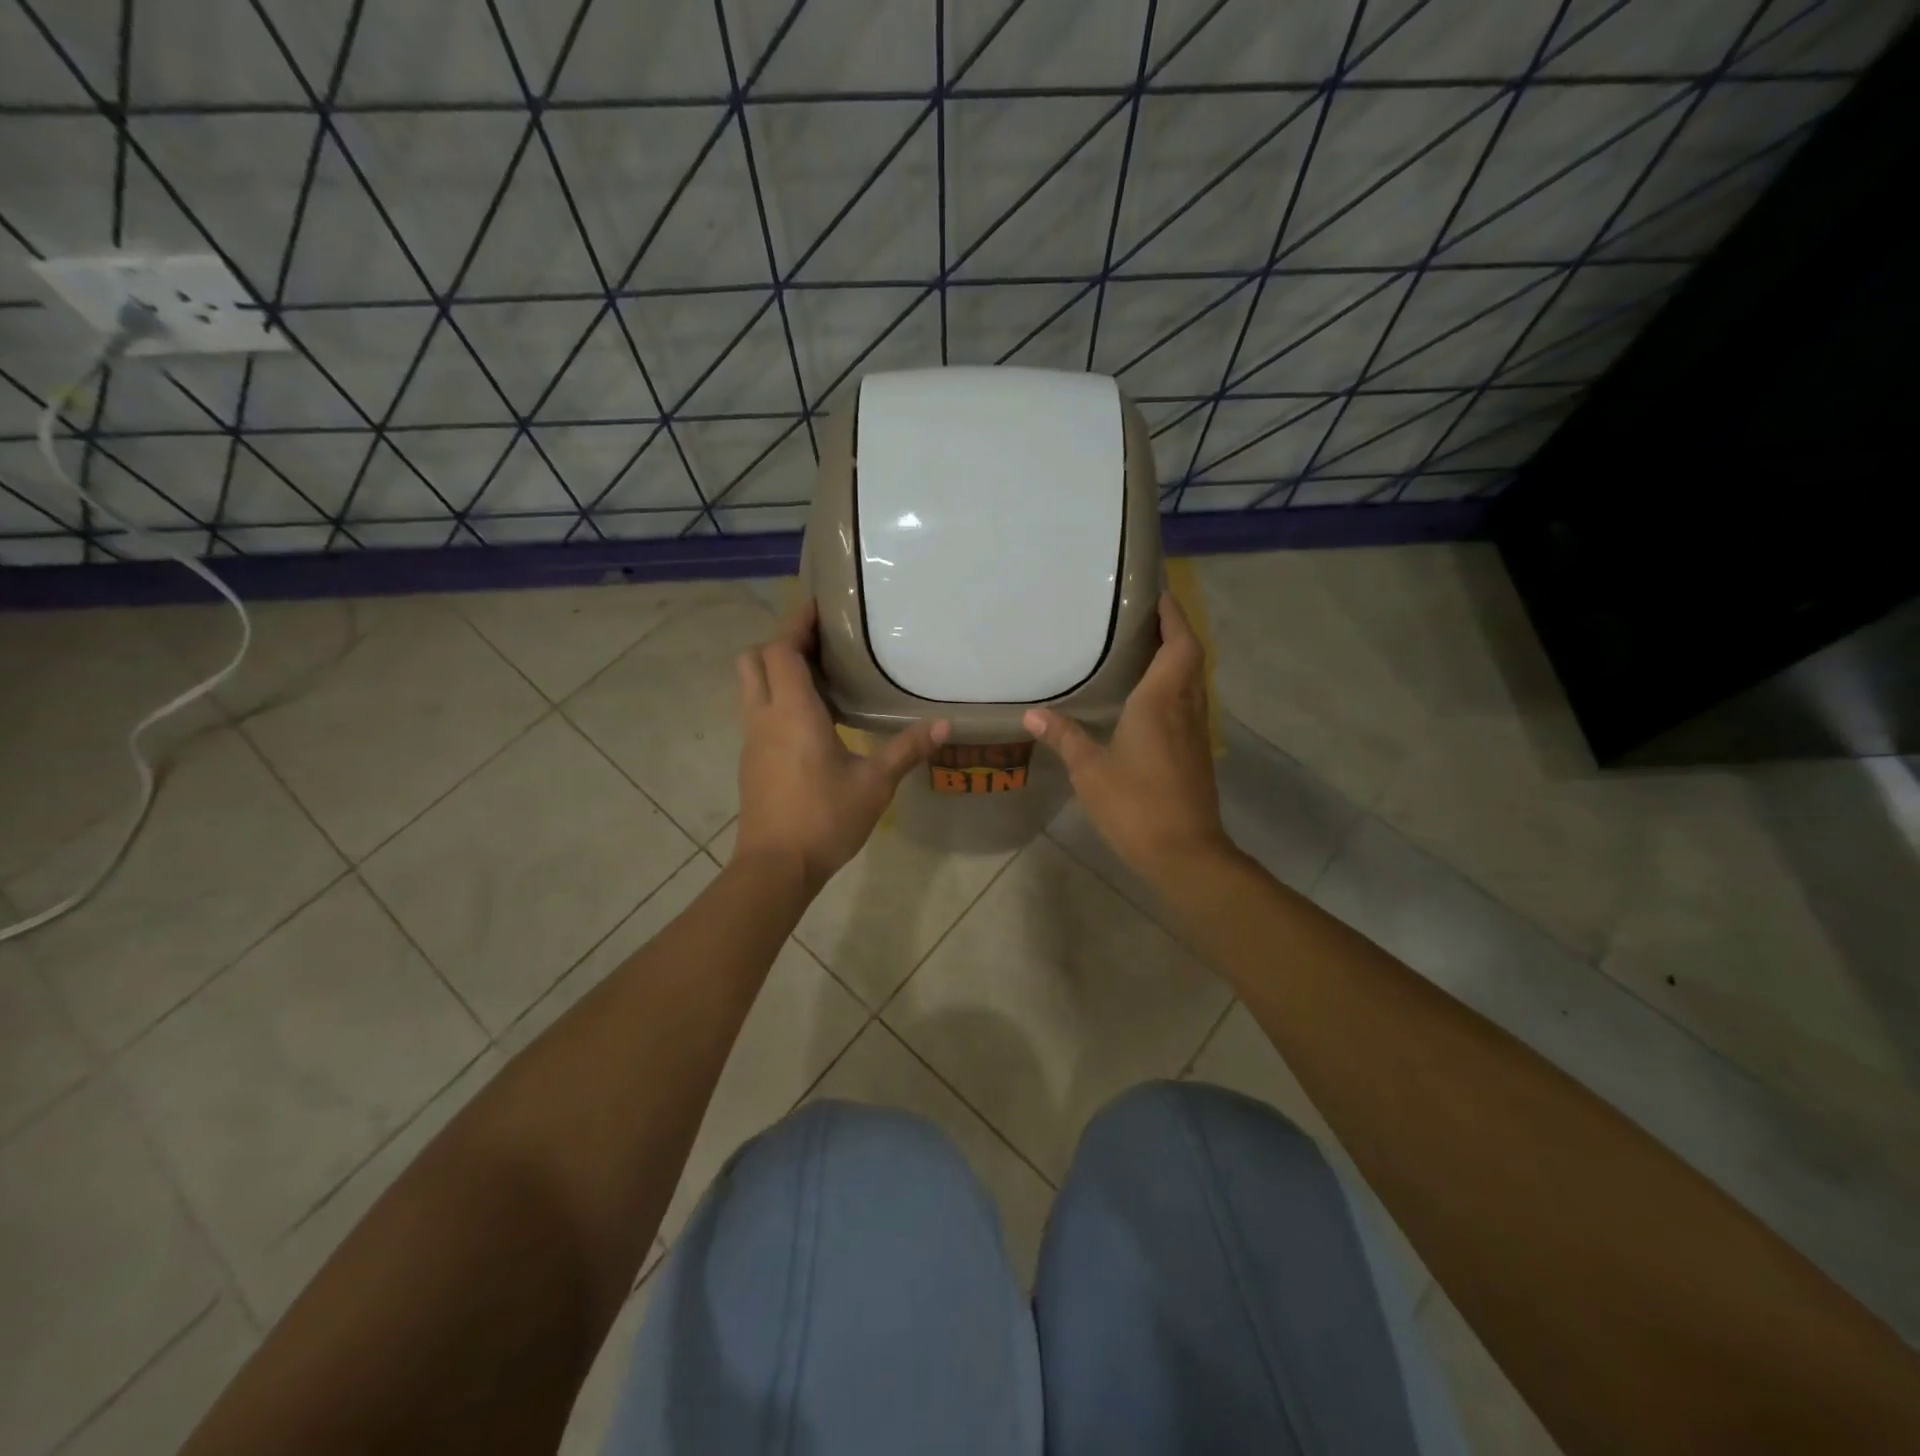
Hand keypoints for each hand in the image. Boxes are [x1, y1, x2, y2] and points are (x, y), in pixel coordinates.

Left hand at [735, 600, 948, 893]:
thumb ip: (906, 750)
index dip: (797, 622)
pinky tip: (810, 718)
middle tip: (819, 641)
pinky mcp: (751, 760)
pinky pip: (757, 711)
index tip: (819, 605)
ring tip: (818, 674)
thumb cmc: (825, 819)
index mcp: (793, 712)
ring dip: (775, 669)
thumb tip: (943, 725)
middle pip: (754, 659)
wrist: (776, 867)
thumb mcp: (874, 784)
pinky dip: (776, 697)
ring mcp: (752, 740)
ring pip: (751, 685)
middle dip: (781, 641)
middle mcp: (764, 717)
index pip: (782, 649)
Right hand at [1025, 592, 1231, 882]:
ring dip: (1176, 659)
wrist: (1185, 853)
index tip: (1157, 594)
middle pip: (1190, 657)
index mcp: (1161, 702)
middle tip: (1142, 617)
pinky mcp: (1196, 754)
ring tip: (1142, 649)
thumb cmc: (1135, 805)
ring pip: (1193, 681)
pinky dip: (1174, 688)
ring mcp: (1195, 733)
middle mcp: (1185, 708)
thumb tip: (1032, 714)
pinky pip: (1189, 705)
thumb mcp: (1089, 770)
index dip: (1173, 615)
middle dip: (1173, 631)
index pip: (1178, 644)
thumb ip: (1064, 737)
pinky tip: (1148, 701)